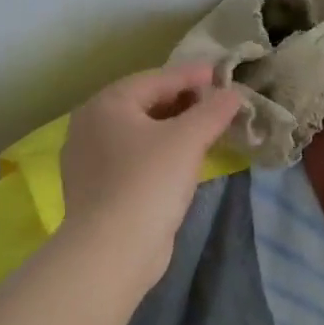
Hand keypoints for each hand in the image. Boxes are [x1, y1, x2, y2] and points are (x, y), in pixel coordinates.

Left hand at [58, 64, 242, 291]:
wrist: (112, 251)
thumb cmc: (149, 181)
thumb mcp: (188, 138)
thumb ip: (213, 110)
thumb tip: (233, 94)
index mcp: (107, 104)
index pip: (157, 79)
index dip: (193, 75)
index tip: (222, 73)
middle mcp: (91, 126)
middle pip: (145, 103)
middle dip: (184, 100)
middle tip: (217, 101)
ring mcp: (90, 159)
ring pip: (141, 131)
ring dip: (174, 126)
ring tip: (207, 127)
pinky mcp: (99, 188)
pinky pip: (135, 156)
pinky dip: (161, 150)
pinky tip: (183, 158)